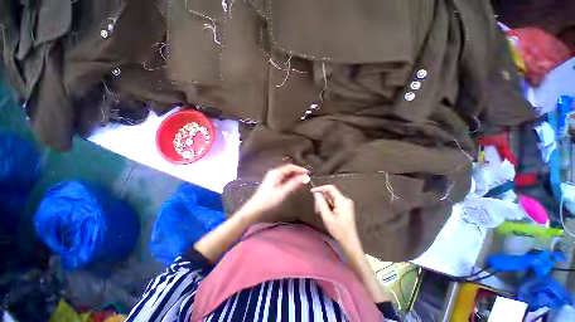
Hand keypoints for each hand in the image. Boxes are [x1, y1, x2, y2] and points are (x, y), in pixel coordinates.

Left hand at [240, 164, 308, 221]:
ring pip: (287, 174)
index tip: (308, 173)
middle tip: (307, 177)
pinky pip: (284, 178)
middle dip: (298, 172)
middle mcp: (274, 173)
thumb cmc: (269, 200)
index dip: (300, 169)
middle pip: (288, 170)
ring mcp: (273, 177)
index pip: (290, 167)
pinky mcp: (273, 182)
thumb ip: (294, 184)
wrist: (256, 207)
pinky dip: (290, 180)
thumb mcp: (283, 192)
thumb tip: (304, 177)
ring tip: (302, 180)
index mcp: (276, 173)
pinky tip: (294, 184)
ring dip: (295, 176)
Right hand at [312, 185, 358, 244]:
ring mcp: (346, 204)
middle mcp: (345, 200)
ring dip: (325, 203)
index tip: (312, 191)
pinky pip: (334, 202)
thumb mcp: (327, 217)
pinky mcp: (345, 207)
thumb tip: (316, 193)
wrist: (349, 241)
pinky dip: (328, 206)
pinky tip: (326, 214)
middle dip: (322, 199)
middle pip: (330, 194)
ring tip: (321, 213)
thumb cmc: (338, 230)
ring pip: (331, 199)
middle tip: (316, 208)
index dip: (321, 188)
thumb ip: (321, 203)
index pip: (330, 188)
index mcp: (342, 201)